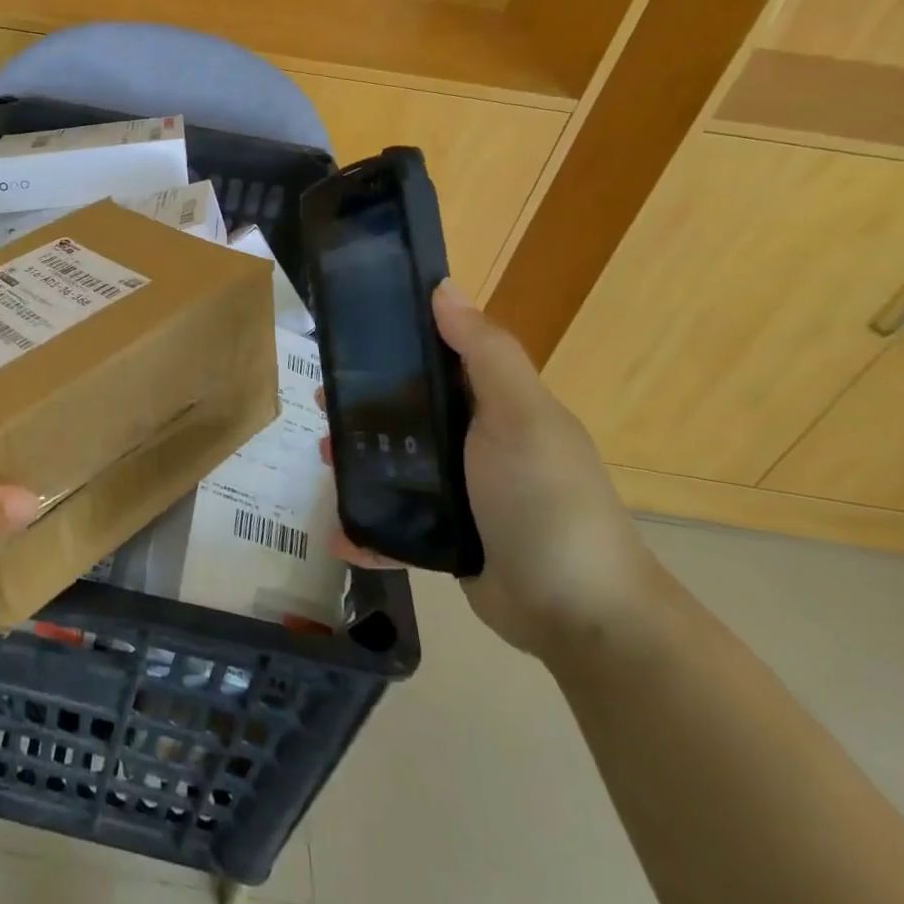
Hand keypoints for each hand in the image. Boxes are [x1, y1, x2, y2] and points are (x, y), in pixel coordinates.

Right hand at [324, 281, 662, 659]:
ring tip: (323, 460)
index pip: (437, 358)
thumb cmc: (547, 500)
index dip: (393, 343)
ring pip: (393, 463)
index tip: (345, 338)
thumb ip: (484, 353)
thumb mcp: (521, 416)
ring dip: (354, 460)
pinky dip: (365, 528)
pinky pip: (394, 523)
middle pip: (404, 410)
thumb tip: (444, 286)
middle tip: (321, 404)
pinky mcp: (446, 537)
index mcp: (494, 405)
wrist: (582, 617)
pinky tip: (337, 534)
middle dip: (360, 405)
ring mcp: (460, 492)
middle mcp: (475, 441)